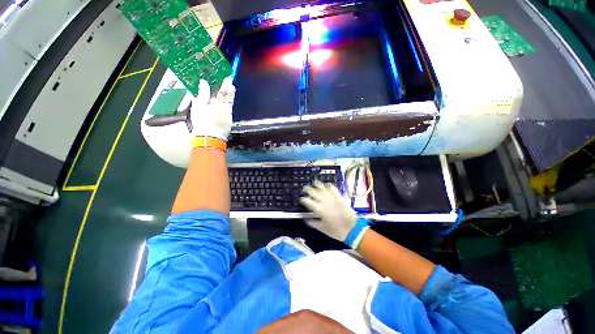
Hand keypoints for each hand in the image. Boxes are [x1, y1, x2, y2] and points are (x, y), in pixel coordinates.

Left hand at [190, 77, 235, 140]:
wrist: (211, 134)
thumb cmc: (201, 120)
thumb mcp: (199, 104)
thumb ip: (202, 93)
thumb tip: (203, 81)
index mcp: (204, 101)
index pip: (209, 90)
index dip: (212, 83)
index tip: (215, 75)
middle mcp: (213, 104)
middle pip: (218, 92)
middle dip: (221, 85)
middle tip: (225, 77)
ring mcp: (221, 108)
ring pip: (225, 96)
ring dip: (227, 89)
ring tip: (229, 81)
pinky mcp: (228, 112)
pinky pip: (230, 102)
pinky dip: (231, 95)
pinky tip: (232, 88)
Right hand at [300, 181, 357, 241]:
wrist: (352, 229)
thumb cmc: (336, 231)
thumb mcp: (322, 229)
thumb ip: (313, 223)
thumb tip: (306, 220)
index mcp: (319, 209)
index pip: (308, 202)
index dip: (304, 200)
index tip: (301, 199)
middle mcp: (324, 202)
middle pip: (315, 193)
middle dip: (309, 189)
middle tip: (305, 188)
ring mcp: (333, 198)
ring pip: (323, 189)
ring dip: (318, 185)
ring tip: (315, 182)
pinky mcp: (340, 198)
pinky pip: (334, 189)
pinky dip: (330, 186)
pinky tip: (327, 184)